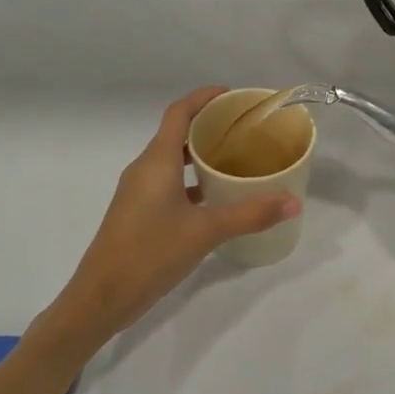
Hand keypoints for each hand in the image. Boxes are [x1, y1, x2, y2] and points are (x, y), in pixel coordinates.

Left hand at [54, 88, 299, 344]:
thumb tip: (293, 203)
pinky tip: (215, 196)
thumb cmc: (150, 253)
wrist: (101, 297)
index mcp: (157, 161)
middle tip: (245, 129)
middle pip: (177, 132)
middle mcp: (144, 168)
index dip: (204, 97)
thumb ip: (250, 214)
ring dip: (200, 154)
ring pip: (172, 159)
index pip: (179, 112)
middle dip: (209, 125)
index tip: (233, 96)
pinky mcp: (138, 211)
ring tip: (236, 159)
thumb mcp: (206, 232)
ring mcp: (138, 191)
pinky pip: (168, 182)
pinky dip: (191, 180)